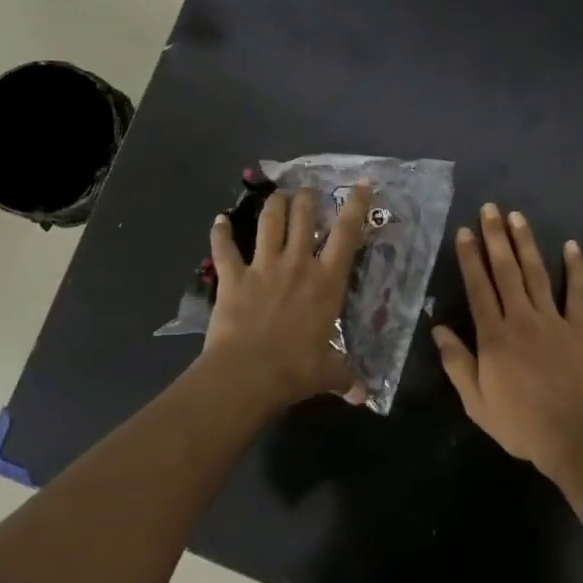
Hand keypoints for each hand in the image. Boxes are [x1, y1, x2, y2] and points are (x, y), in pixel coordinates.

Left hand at [201, 184, 370, 410]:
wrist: (248, 374)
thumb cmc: (296, 370)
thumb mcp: (329, 373)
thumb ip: (346, 377)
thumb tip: (363, 397)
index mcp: (327, 282)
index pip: (347, 234)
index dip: (356, 206)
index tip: (361, 185)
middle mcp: (298, 264)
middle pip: (304, 217)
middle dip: (308, 198)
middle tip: (309, 191)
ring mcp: (263, 267)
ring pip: (269, 222)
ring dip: (274, 205)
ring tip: (278, 195)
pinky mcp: (233, 277)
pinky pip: (223, 248)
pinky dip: (219, 232)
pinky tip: (218, 221)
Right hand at [432, 204, 582, 484]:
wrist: (576, 436)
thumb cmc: (521, 423)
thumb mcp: (477, 402)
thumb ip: (457, 363)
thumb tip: (438, 329)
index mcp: (494, 336)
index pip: (478, 288)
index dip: (469, 258)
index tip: (464, 232)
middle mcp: (522, 319)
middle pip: (506, 271)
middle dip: (496, 238)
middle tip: (490, 209)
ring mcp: (554, 321)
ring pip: (537, 273)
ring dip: (526, 243)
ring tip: (517, 216)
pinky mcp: (580, 329)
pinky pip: (577, 293)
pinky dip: (576, 268)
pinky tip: (571, 246)